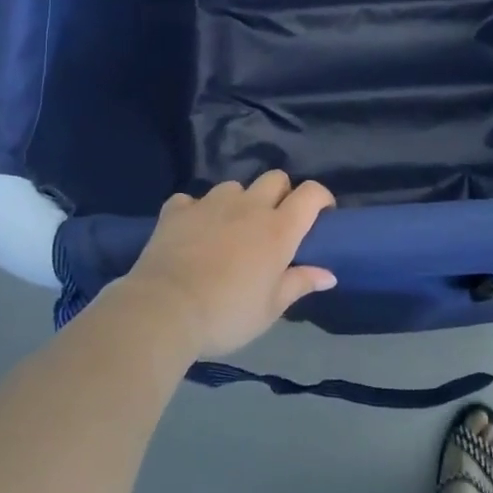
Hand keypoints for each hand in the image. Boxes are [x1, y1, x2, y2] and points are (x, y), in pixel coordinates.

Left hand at [115, 171, 336, 359]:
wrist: (164, 310)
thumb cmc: (227, 314)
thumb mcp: (270, 308)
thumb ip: (299, 284)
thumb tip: (328, 275)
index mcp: (278, 229)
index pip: (311, 193)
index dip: (321, 198)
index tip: (322, 215)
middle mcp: (248, 207)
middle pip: (275, 178)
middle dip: (281, 193)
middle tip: (276, 222)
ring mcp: (210, 204)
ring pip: (234, 187)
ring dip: (239, 202)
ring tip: (231, 228)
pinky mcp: (177, 210)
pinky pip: (192, 200)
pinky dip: (196, 211)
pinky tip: (193, 230)